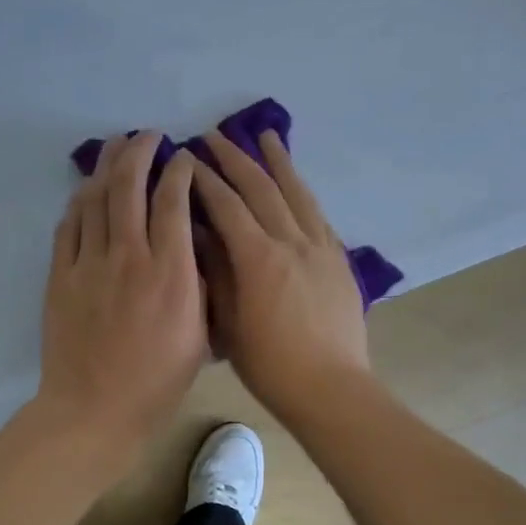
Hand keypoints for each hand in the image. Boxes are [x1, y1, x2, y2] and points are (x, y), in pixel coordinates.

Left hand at [35, 134, 207, 468]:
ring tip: (116, 148)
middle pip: (129, 186)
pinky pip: (69, 226)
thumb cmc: (157, 383)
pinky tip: (86, 192)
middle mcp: (129, 255)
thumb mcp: (199, 337)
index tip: (185, 158)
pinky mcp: (60, 276)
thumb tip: (193, 249)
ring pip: (94, 198)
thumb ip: (198, 286)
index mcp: (170, 271)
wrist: (94, 410)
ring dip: (106, 167)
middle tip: (148, 137)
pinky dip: (80, 202)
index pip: (174, 201)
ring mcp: (89, 264)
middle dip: (139, 151)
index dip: (180, 171)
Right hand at [191, 129, 370, 422]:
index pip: (227, 206)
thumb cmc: (270, 366)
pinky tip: (298, 187)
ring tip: (267, 136)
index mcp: (259, 258)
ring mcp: (322, 249)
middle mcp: (292, 242)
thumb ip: (216, 274)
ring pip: (298, 194)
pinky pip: (319, 216)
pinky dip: (304, 194)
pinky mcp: (340, 262)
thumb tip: (199, 234)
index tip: (186, 158)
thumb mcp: (229, 324)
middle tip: (216, 136)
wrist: (331, 388)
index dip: (204, 180)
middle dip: (236, 159)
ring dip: (279, 163)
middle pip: (262, 189)